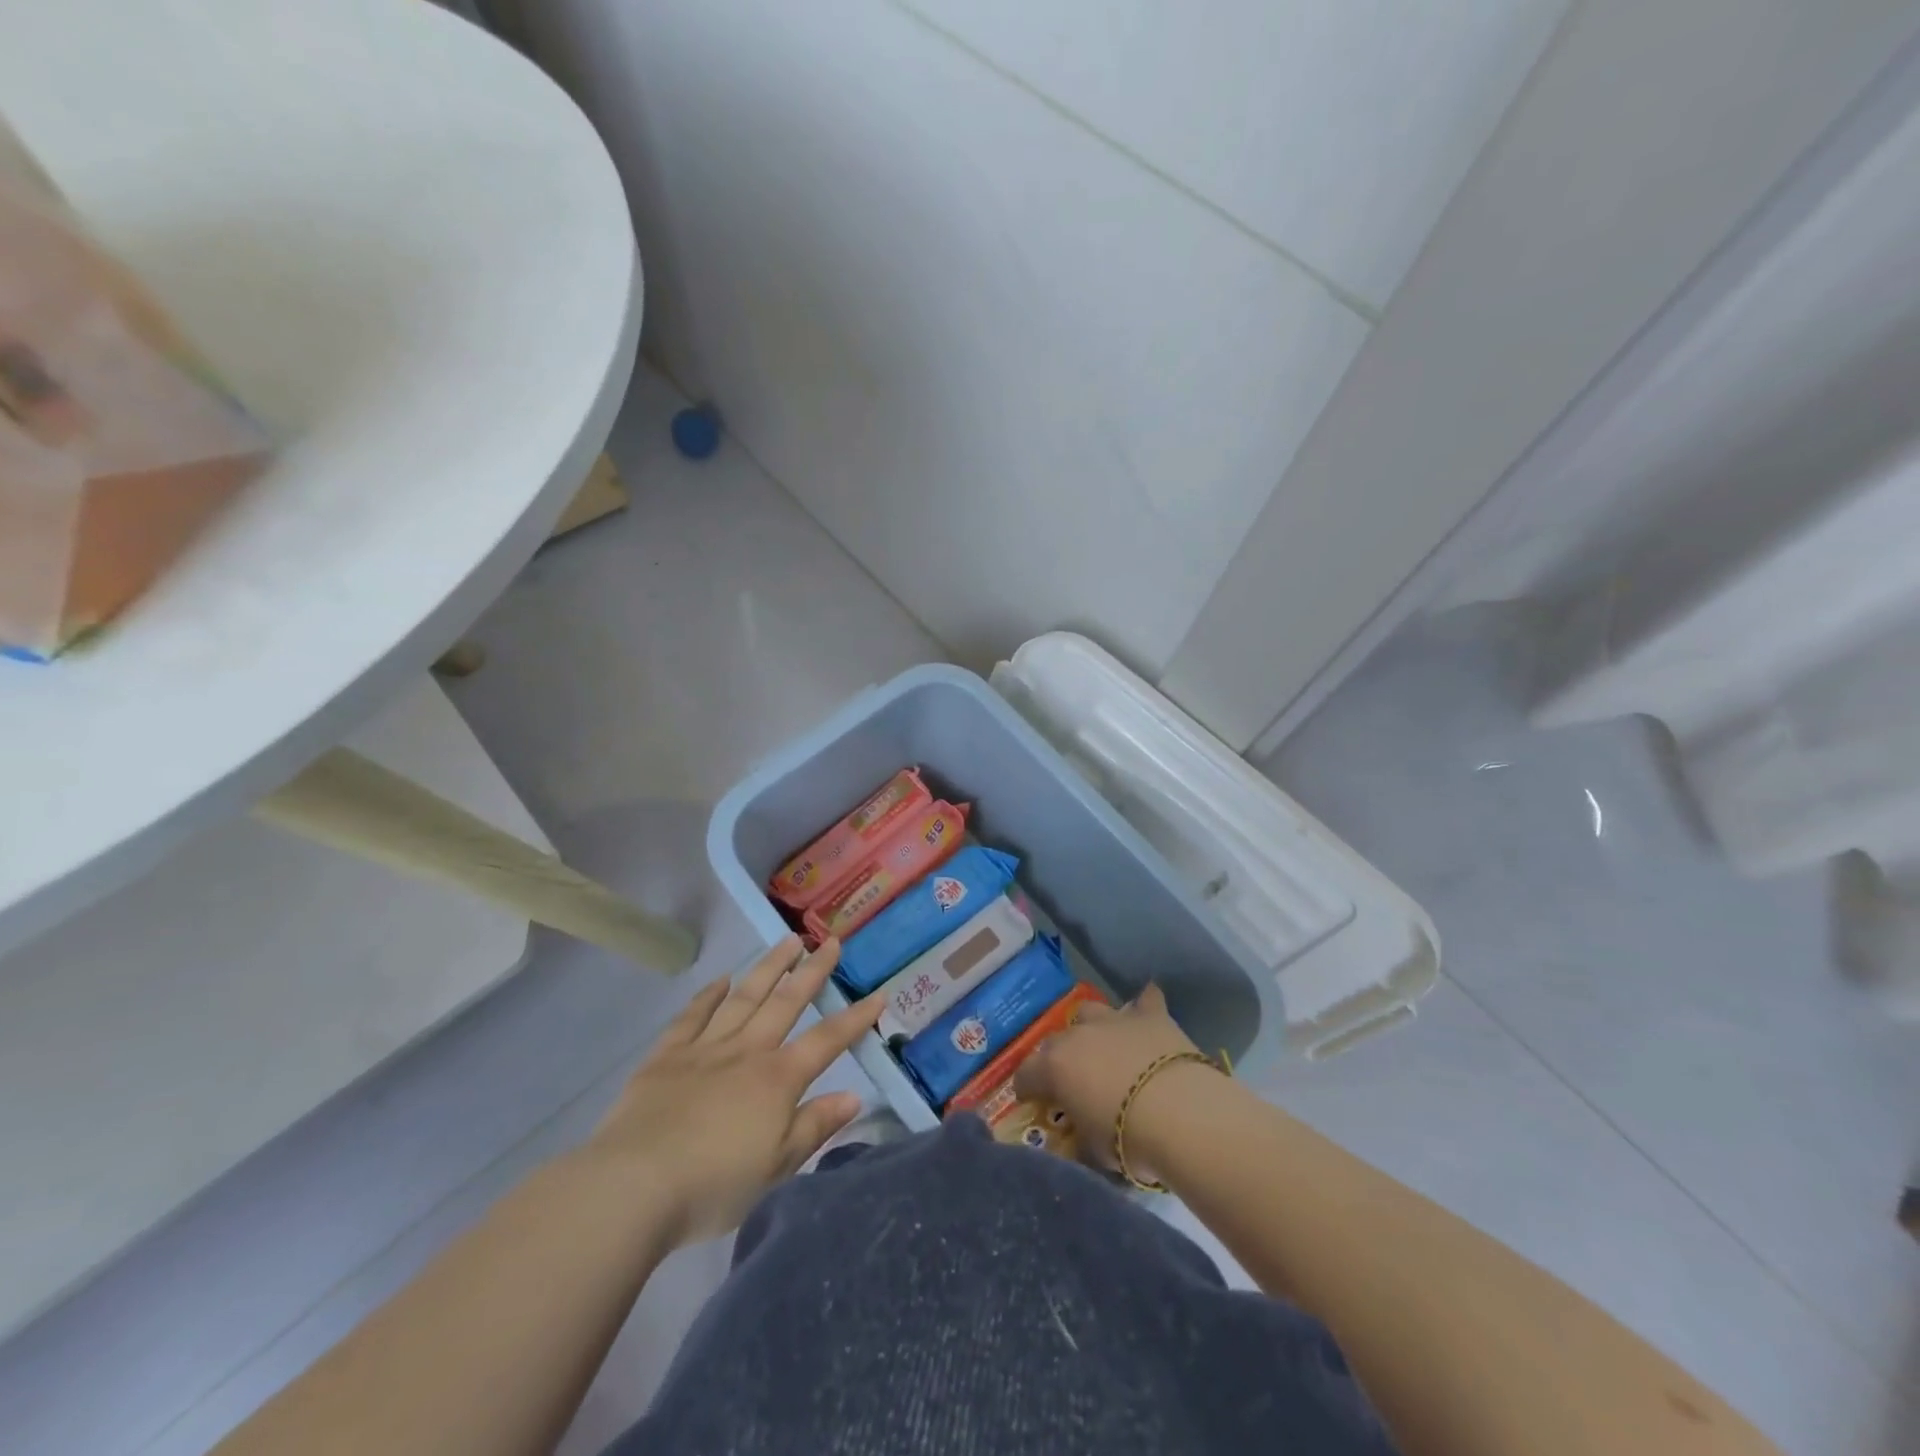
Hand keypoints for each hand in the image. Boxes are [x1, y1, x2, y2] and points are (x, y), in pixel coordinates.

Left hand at [585, 936, 882, 1246]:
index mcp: (777, 1080)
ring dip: (768, 968)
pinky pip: (692, 1017)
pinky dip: (708, 996)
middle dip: (812, 972)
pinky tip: (721, 980)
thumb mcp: (776, 1167)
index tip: (878, 993)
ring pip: (744, 997)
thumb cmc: (713, 1185)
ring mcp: (704, 1049)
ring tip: (788, 941)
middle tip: (830, 941)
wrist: (632, 1186)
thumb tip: (854, 1095)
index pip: (826, 1041)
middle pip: (785, 1003)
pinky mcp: (666, 1056)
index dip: (855, 1018)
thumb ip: (815, 1126)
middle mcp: (746, 1052)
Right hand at [1013, 984, 1207, 1172]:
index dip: (1027, 1087)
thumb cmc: (1128, 1139)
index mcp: (1055, 1067)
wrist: (1181, 1114)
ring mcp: (1114, 1020)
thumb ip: (1080, 1134)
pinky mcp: (1151, 1016)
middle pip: (1056, 1040)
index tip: (1031, 1100)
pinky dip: (1144, 1006)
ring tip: (1103, 1046)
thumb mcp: (1093, 1149)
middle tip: (1071, 1079)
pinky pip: (1145, 1000)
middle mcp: (1078, 1035)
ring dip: (1092, 1028)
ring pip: (1090, 1012)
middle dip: (1058, 1057)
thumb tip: (1078, 1135)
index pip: (1027, 1074)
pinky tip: (1146, 1012)